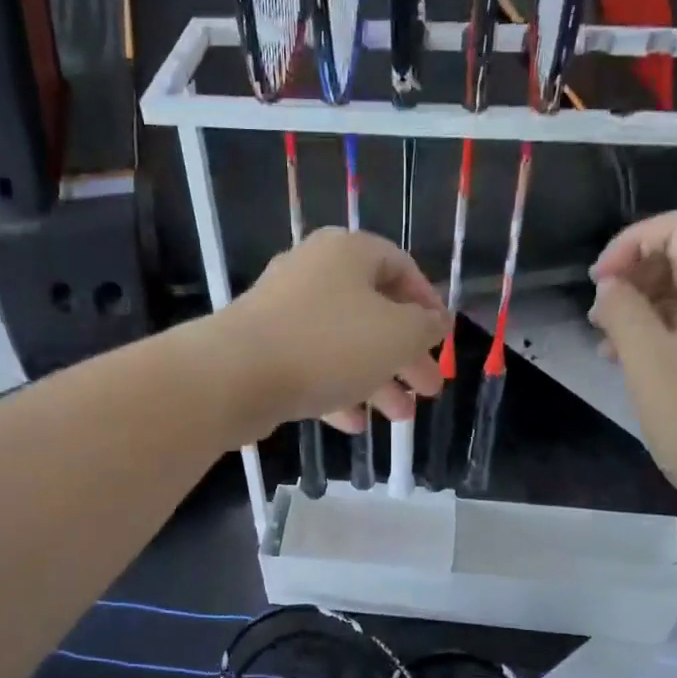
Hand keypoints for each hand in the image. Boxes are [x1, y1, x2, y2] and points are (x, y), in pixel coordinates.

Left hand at [223, 228, 449, 432]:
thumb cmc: (329, 344)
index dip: (427, 304)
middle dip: (405, 356)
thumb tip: (437, 321)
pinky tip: (354, 424)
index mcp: (348, 253)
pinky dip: (336, 391)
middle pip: (373, 313)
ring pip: (343, 344)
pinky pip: (311, 365)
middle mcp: (314, 272)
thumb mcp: (397, 336)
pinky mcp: (262, 347)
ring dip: (376, 381)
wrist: (236, 375)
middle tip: (428, 390)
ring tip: (400, 417)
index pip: (401, 267)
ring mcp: (283, 311)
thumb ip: (425, 328)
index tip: (441, 339)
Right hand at [588, 211, 676, 522]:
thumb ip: (623, 312)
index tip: (598, 284)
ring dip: (642, 307)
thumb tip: (609, 287)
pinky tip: (632, 363)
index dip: (630, 244)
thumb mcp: (649, 362)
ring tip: (606, 343)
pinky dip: (660, 332)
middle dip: (634, 276)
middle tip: (598, 317)